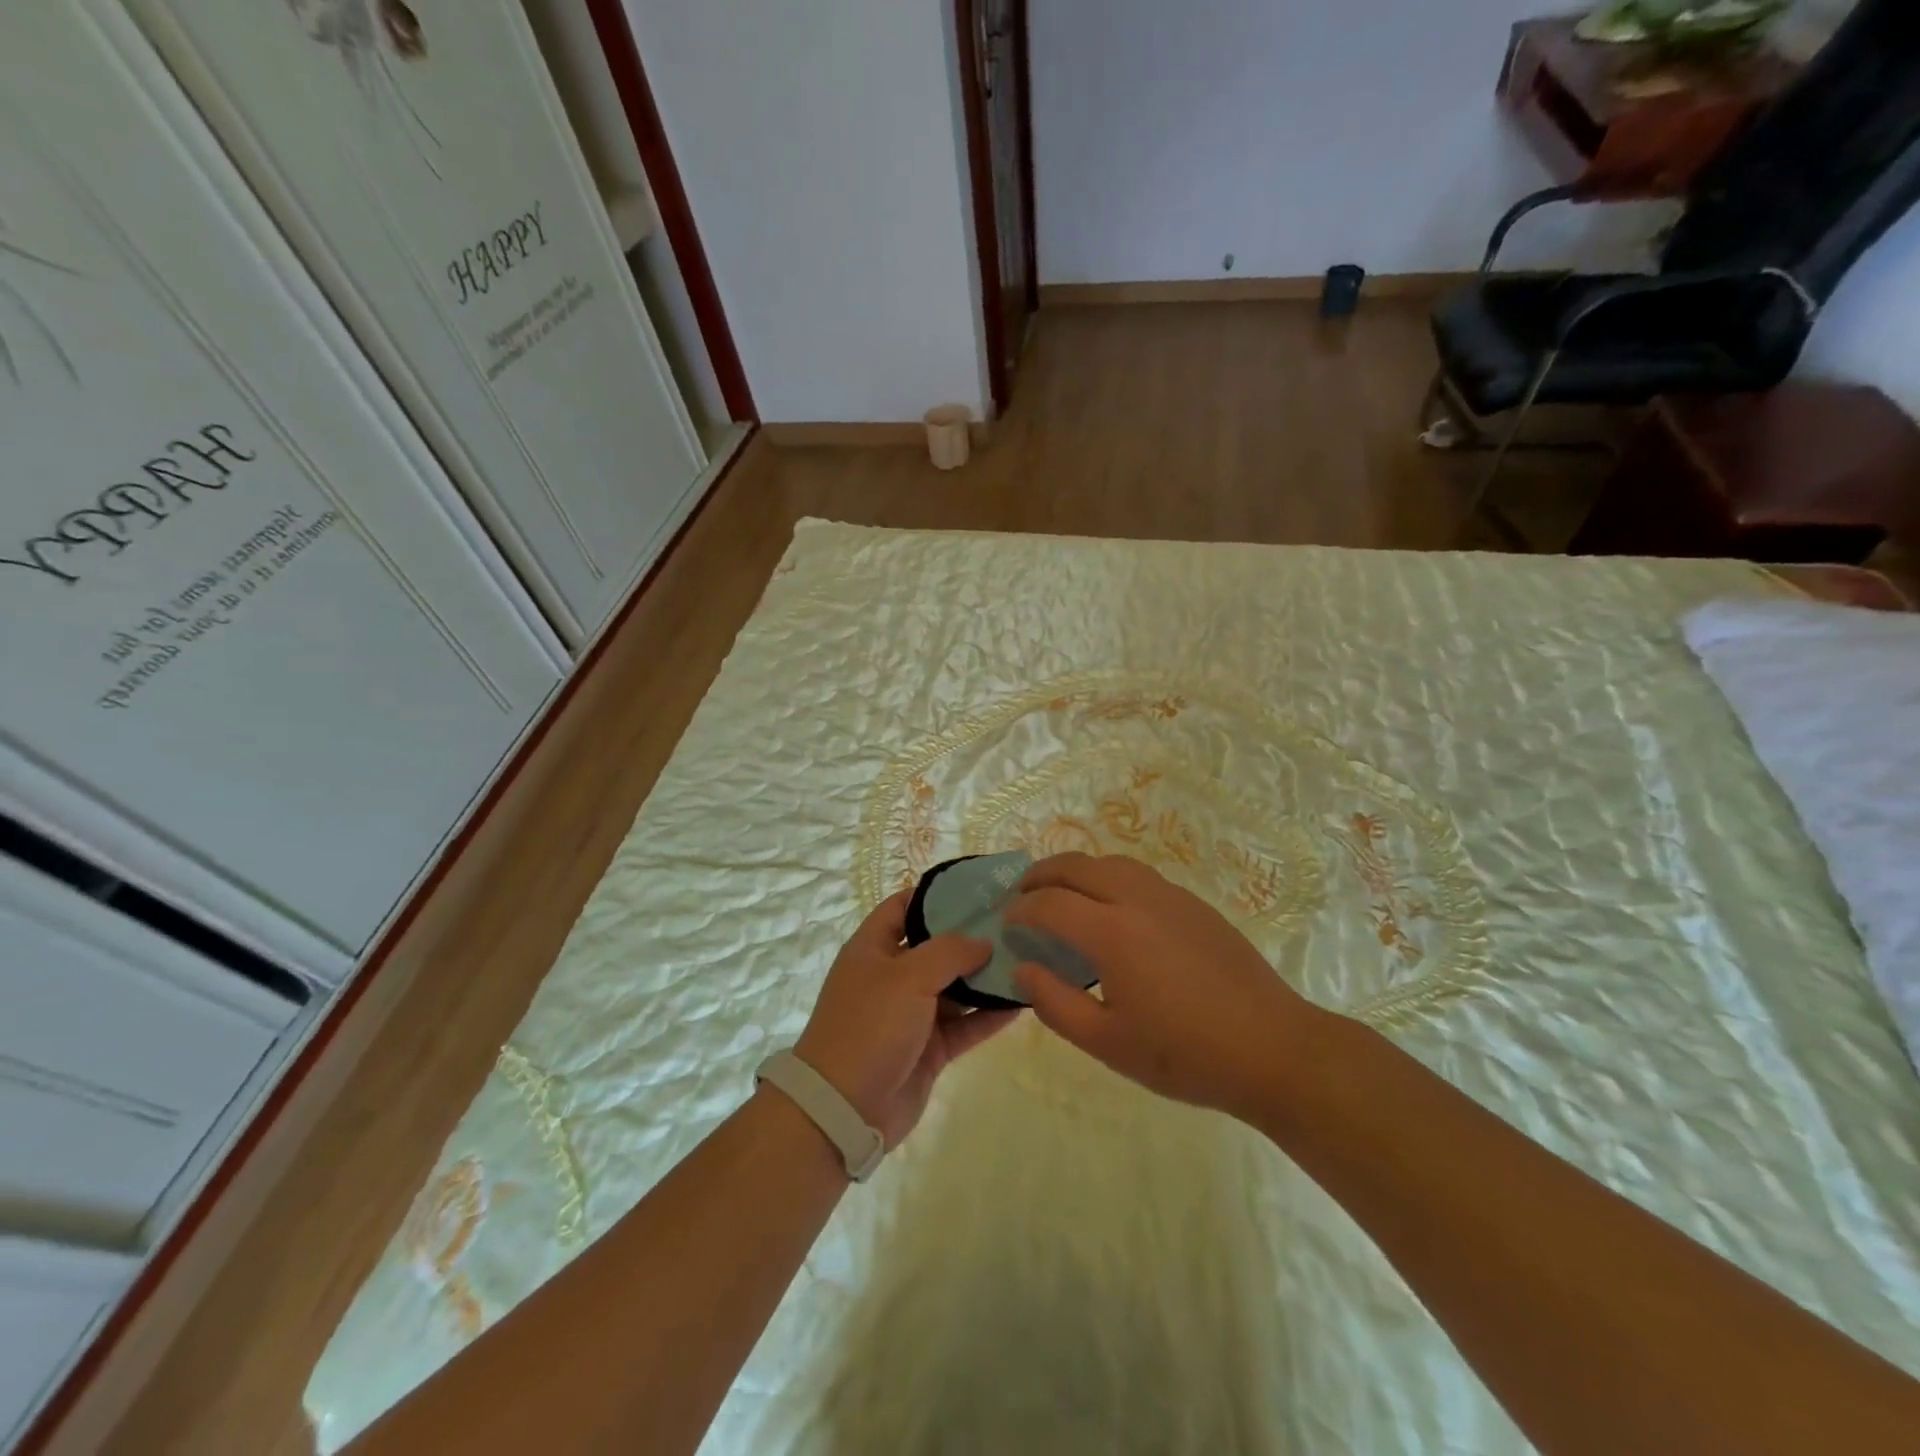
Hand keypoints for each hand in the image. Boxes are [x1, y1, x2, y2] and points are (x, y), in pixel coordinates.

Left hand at [795, 891, 1019, 1147]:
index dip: (934, 895)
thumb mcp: (907, 976)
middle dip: (970, 936)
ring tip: (1027, 958)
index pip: (903, 907)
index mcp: (872, 949)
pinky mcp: (929, 1048)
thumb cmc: (869, 1026)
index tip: (975, 889)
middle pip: (936, 947)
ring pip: (955, 987)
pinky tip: (1021, 1001)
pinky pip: (965, 1024)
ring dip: (985, 976)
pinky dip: (989, 1014)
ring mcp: (911, 1014)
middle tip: (1014, 923)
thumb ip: (949, 952)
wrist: (845, 1110)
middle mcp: (892, 976)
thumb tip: (983, 942)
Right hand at [1006, 852, 1329, 1120]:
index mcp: (1113, 932)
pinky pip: (1140, 875)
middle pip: (1077, 866)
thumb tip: (1023, 969)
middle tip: (1022, 895)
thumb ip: (1055, 1004)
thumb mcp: (1108, 1043)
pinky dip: (1109, 878)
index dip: (1020, 909)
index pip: (1050, 903)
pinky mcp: (1195, 905)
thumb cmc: (1185, 1054)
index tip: (1006, 923)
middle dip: (1041, 874)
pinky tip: (1112, 909)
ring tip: (1062, 893)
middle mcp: (1138, 899)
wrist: (1273, 1049)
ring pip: (1111, 862)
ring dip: (1077, 870)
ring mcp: (1171, 897)